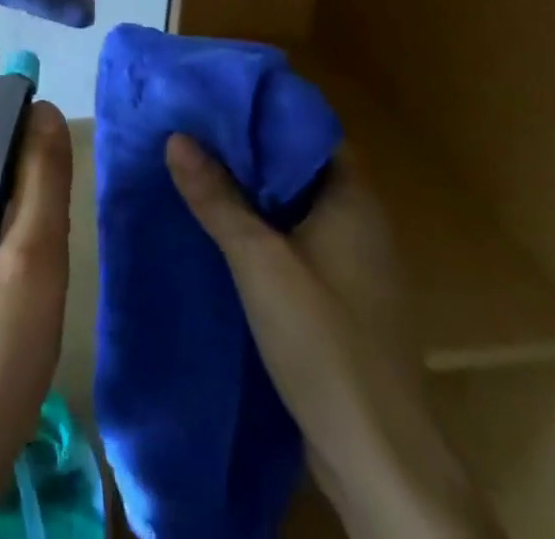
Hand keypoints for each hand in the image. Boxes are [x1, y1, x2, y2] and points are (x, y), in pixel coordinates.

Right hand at [166, 137, 499, 538]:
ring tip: (195, 167)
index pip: (309, 130)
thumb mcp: (259, 262)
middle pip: (297, 166)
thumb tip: (176, 136)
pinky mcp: (338, 298)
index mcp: (353, 200)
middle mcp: (359, 222)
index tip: (216, 96)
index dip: (264, 110)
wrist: (377, 459)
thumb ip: (217, 198)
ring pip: (293, 206)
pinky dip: (260, 226)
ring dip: (250, 190)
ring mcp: (352, 263)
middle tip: (192, 128)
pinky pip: (294, 240)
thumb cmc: (324, 343)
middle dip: (247, 149)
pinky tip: (219, 227)